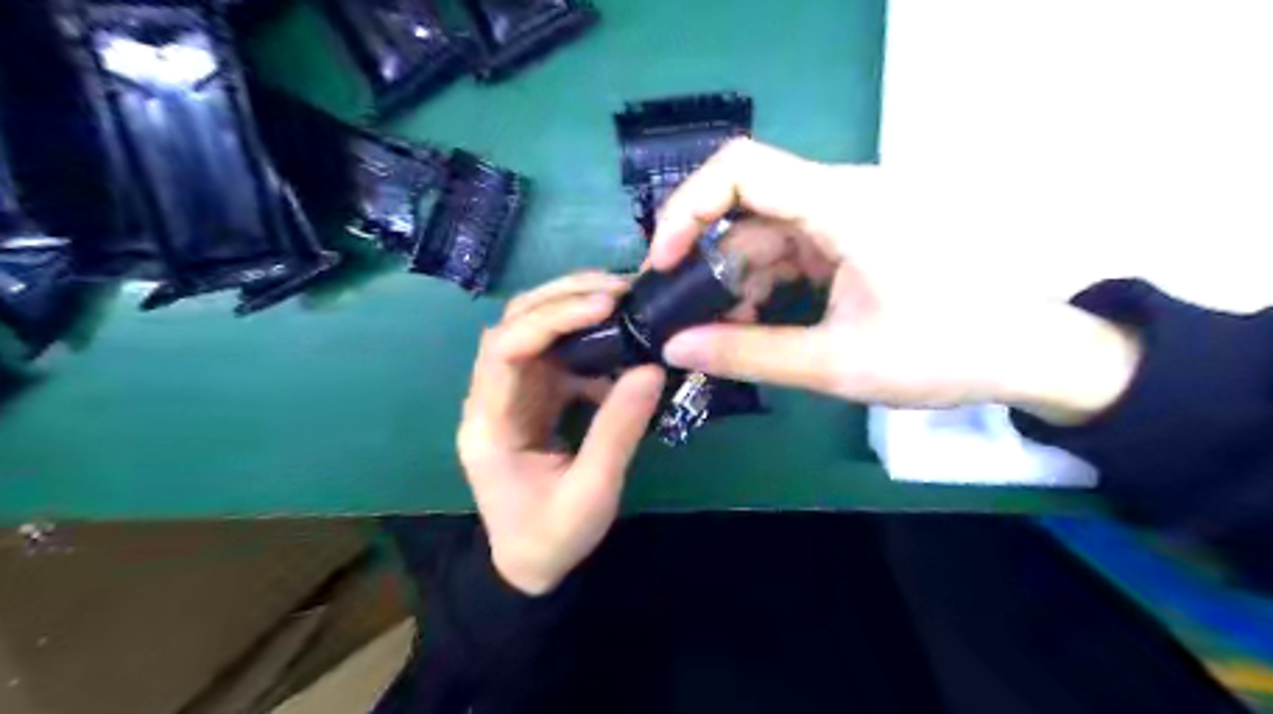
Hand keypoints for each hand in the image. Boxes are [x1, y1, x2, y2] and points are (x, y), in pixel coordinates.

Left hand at [461, 274, 666, 596]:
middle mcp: (491, 398)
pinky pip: (558, 354)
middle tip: (620, 289)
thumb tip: (651, 369)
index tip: (604, 307)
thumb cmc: (551, 537)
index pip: (504, 349)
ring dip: (576, 309)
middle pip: (514, 324)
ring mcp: (512, 395)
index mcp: (489, 425)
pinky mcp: (534, 398)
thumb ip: (618, 431)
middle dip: (565, 298)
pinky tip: (621, 345)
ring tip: (625, 301)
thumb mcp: (592, 493)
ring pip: (535, 330)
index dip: (550, 319)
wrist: (529, 565)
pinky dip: (590, 341)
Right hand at [649, 137, 1137, 423]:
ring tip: (722, 335)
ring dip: (734, 283)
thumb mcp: (837, 363)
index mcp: (841, 206)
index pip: (739, 168)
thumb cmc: (945, 351)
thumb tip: (675, 347)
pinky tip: (756, 325)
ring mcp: (845, 217)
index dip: (687, 208)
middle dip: (706, 263)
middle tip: (685, 317)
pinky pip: (787, 252)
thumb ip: (749, 354)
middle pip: (744, 208)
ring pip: (762, 236)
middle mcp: (839, 196)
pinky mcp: (850, 239)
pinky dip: (762, 287)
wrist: (1027, 353)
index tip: (666, 264)